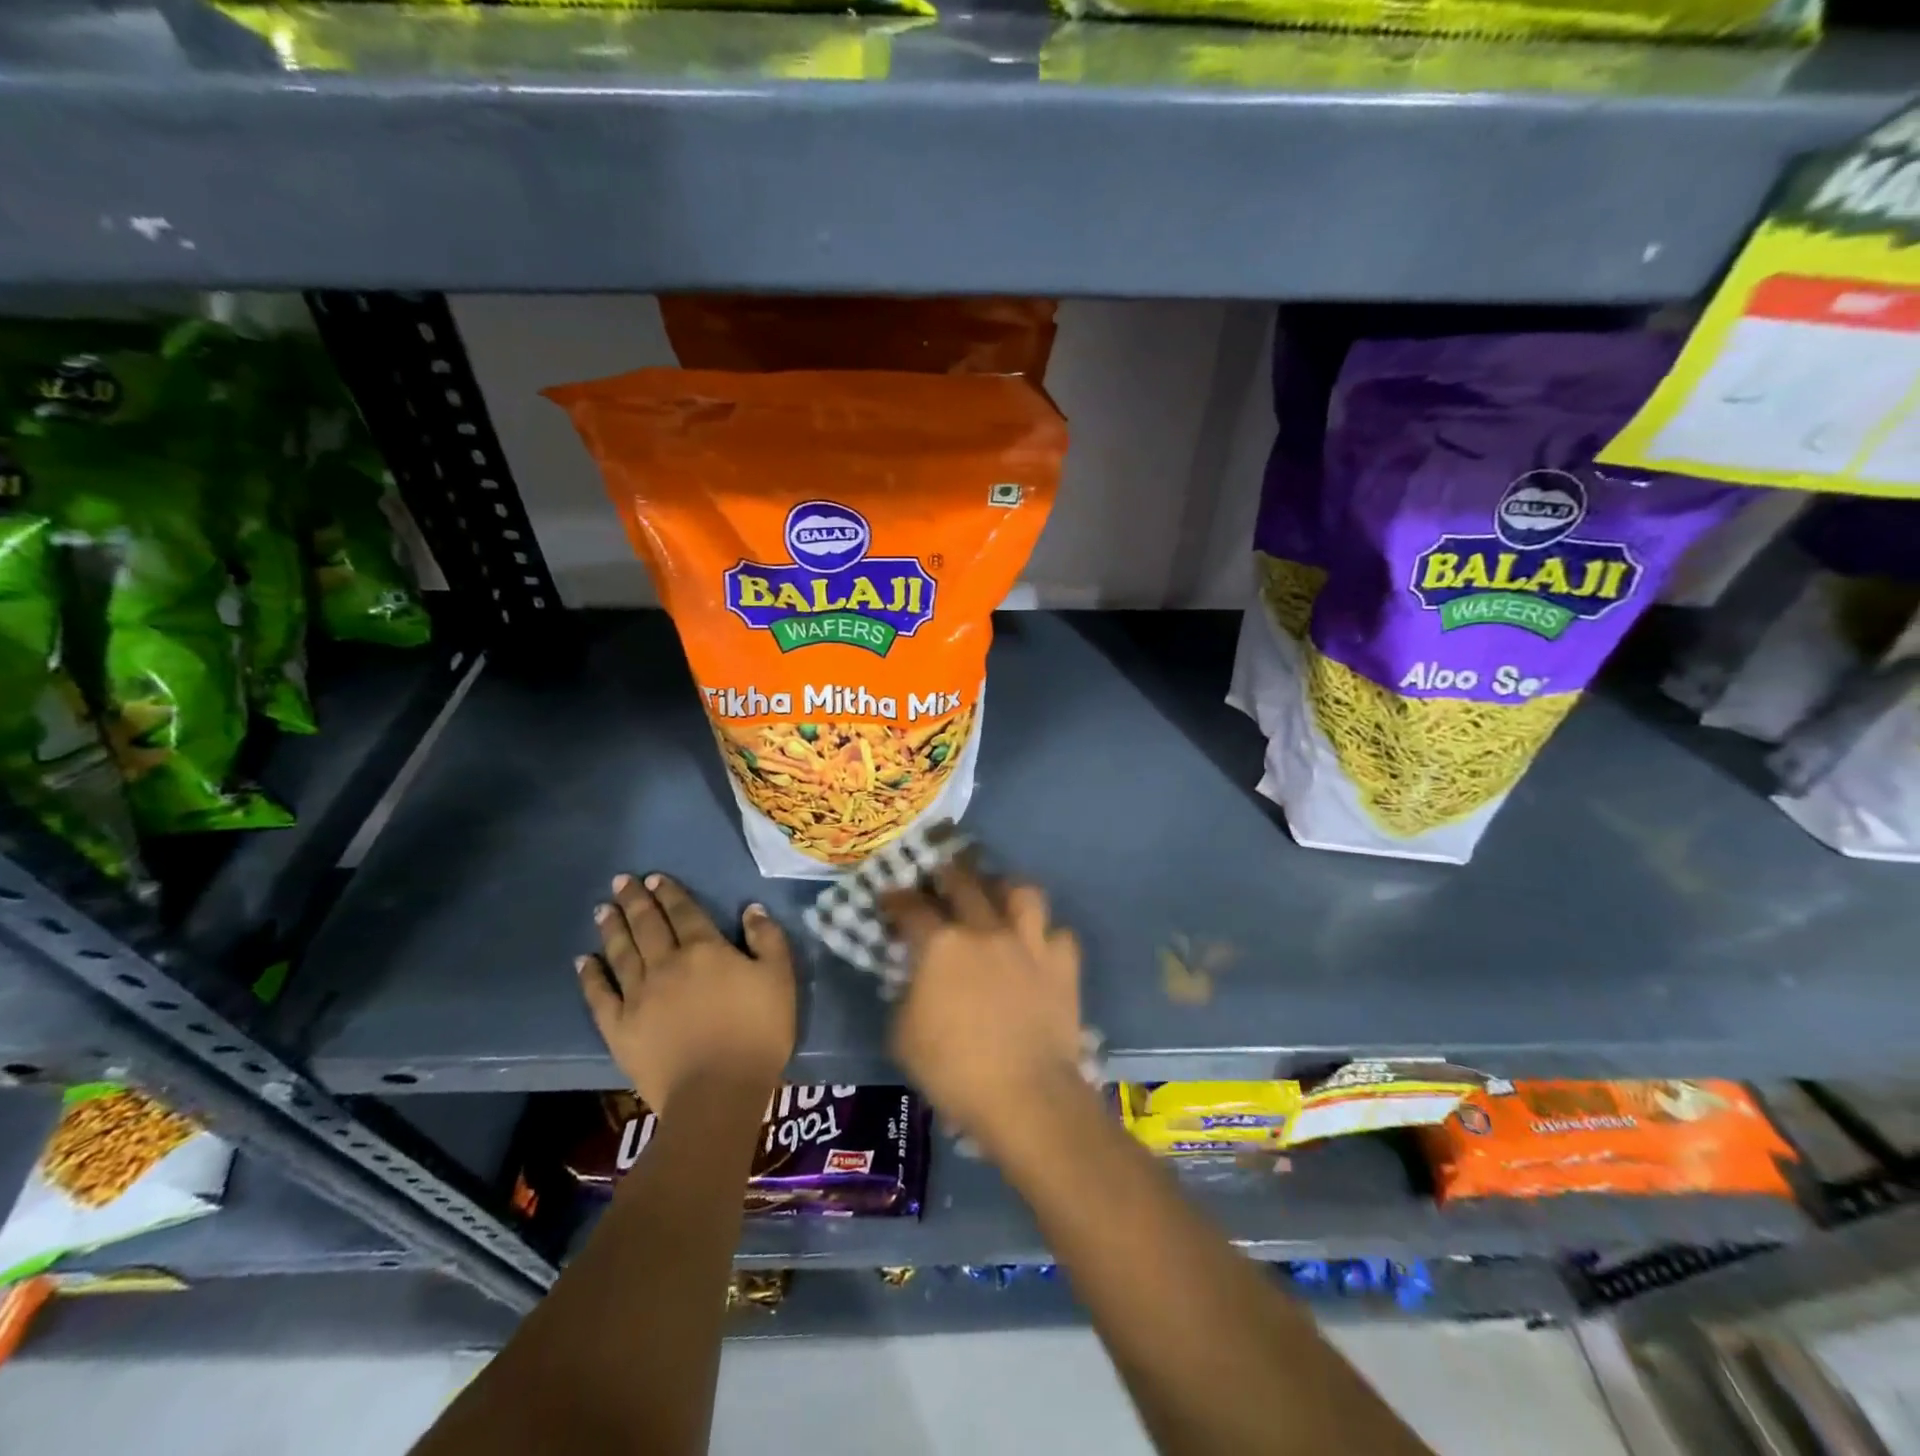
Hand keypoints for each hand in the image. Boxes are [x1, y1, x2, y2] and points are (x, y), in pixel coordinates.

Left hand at [578, 874, 795, 1112]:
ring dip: (612, 928)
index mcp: (704, 949)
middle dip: (635, 900)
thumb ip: (767, 939)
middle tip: (621, 881)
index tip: (655, 878)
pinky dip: (590, 975)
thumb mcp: (780, 978)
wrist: (717, 1091)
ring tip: (602, 909)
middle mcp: (666, 964)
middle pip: (647, 925)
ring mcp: (638, 996)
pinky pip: (600, 995)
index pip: (683, 912)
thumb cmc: (758, 1031)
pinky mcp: (620, 1028)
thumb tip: (751, 909)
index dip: (669, 893)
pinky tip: (583, 961)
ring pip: (621, 953)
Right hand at [881, 863, 1082, 1151]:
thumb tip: (916, 978)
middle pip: (964, 882)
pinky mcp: (1062, 964)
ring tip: (998, 896)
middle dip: (947, 874)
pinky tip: (1038, 946)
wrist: (1025, 1096)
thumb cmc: (954, 1071)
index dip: (897, 899)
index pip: (911, 908)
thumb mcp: (903, 1036)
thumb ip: (906, 994)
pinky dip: (1047, 936)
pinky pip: (1058, 934)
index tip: (891, 897)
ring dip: (1005, 889)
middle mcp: (985, 930)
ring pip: (1022, 892)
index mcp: (941, 945)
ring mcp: (1029, 943)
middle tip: (941, 877)